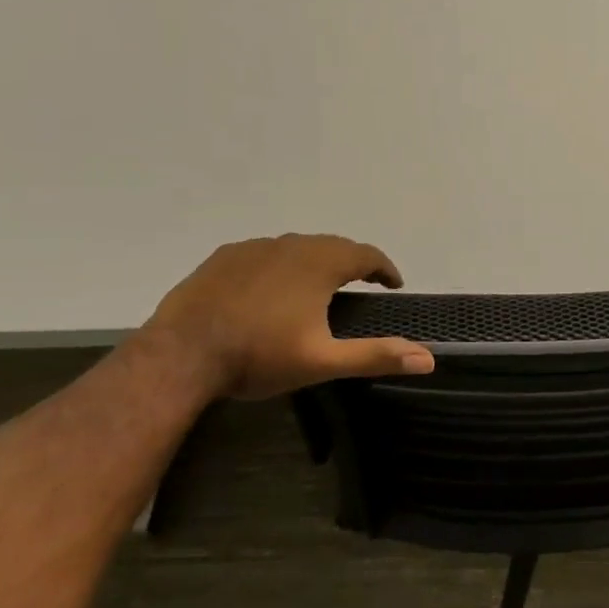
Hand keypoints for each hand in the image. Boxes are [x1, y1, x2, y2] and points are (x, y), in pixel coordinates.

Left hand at [144, 234, 433, 400]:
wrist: (180, 356)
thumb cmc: (259, 357)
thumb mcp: (324, 362)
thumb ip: (376, 356)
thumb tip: (428, 359)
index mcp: (320, 264)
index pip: (366, 255)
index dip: (385, 269)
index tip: (394, 284)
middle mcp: (291, 245)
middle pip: (333, 246)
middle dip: (353, 263)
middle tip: (362, 285)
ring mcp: (253, 248)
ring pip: (298, 247)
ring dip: (316, 262)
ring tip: (320, 287)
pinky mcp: (223, 258)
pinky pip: (265, 253)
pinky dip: (281, 265)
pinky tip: (272, 288)